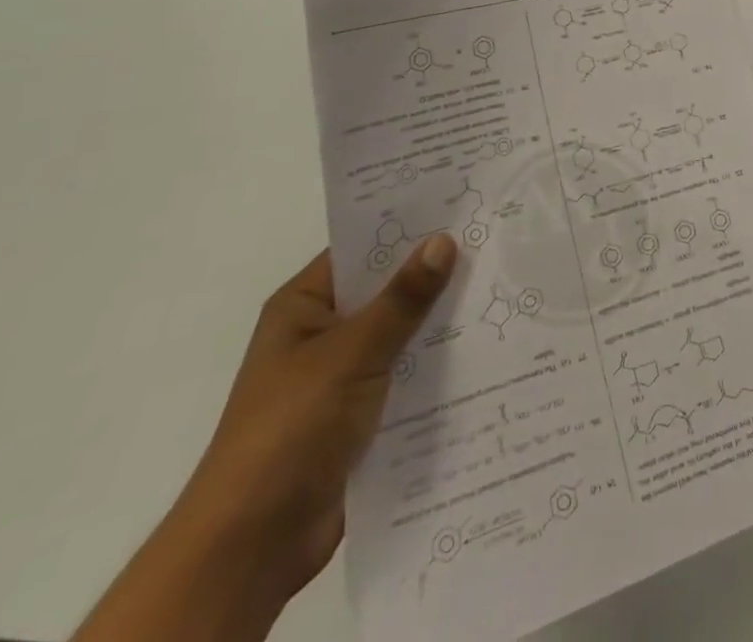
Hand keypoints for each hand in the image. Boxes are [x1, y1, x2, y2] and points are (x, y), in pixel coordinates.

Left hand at [175, 235, 457, 598]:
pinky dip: (435, 366)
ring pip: (399, 334)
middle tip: (493, 243)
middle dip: (433, 274)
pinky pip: (404, 376)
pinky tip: (482, 350)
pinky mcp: (358, 417)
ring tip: (500, 290)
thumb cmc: (291, 428)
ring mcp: (339, 377)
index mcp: (303, 307)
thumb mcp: (351, 353)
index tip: (460, 207)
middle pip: (384, 291)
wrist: (252, 546)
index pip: (361, 249)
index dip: (407, 227)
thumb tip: (443, 240)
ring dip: (439, 322)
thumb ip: (401, 299)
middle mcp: (320, 335)